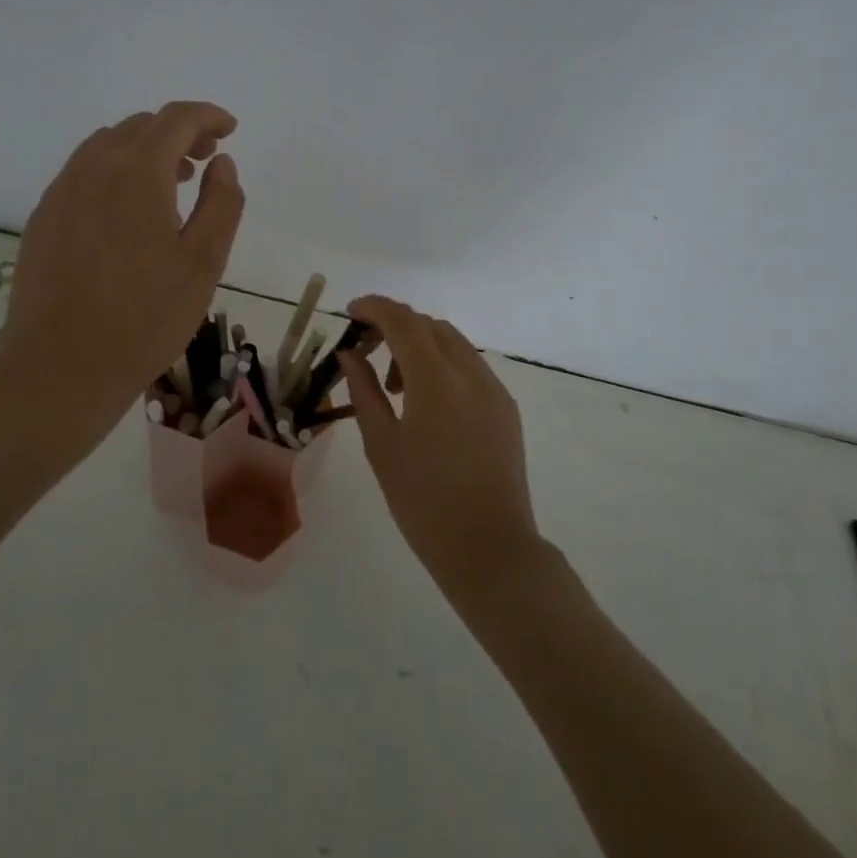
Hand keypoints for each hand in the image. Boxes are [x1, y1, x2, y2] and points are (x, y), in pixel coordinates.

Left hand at [0, 102, 244, 436]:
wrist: (59, 367)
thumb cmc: (144, 318)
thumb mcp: (203, 262)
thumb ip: (221, 202)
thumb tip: (222, 162)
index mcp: (137, 172)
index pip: (176, 119)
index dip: (207, 116)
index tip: (229, 130)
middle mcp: (93, 167)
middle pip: (140, 127)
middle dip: (178, 133)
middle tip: (205, 160)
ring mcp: (61, 191)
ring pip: (108, 146)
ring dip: (145, 151)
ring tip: (171, 184)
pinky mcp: (43, 217)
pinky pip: (84, 173)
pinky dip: (115, 172)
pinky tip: (127, 213)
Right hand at [340, 295, 545, 602]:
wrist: (490, 550)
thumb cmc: (423, 503)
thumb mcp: (382, 445)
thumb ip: (364, 390)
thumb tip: (350, 354)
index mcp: (436, 381)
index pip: (403, 321)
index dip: (374, 308)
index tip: (350, 312)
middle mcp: (471, 374)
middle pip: (429, 325)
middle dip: (395, 325)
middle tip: (366, 351)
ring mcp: (494, 390)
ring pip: (453, 342)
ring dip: (419, 346)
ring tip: (395, 386)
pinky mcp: (506, 408)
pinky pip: (470, 366)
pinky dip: (442, 365)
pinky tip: (427, 401)